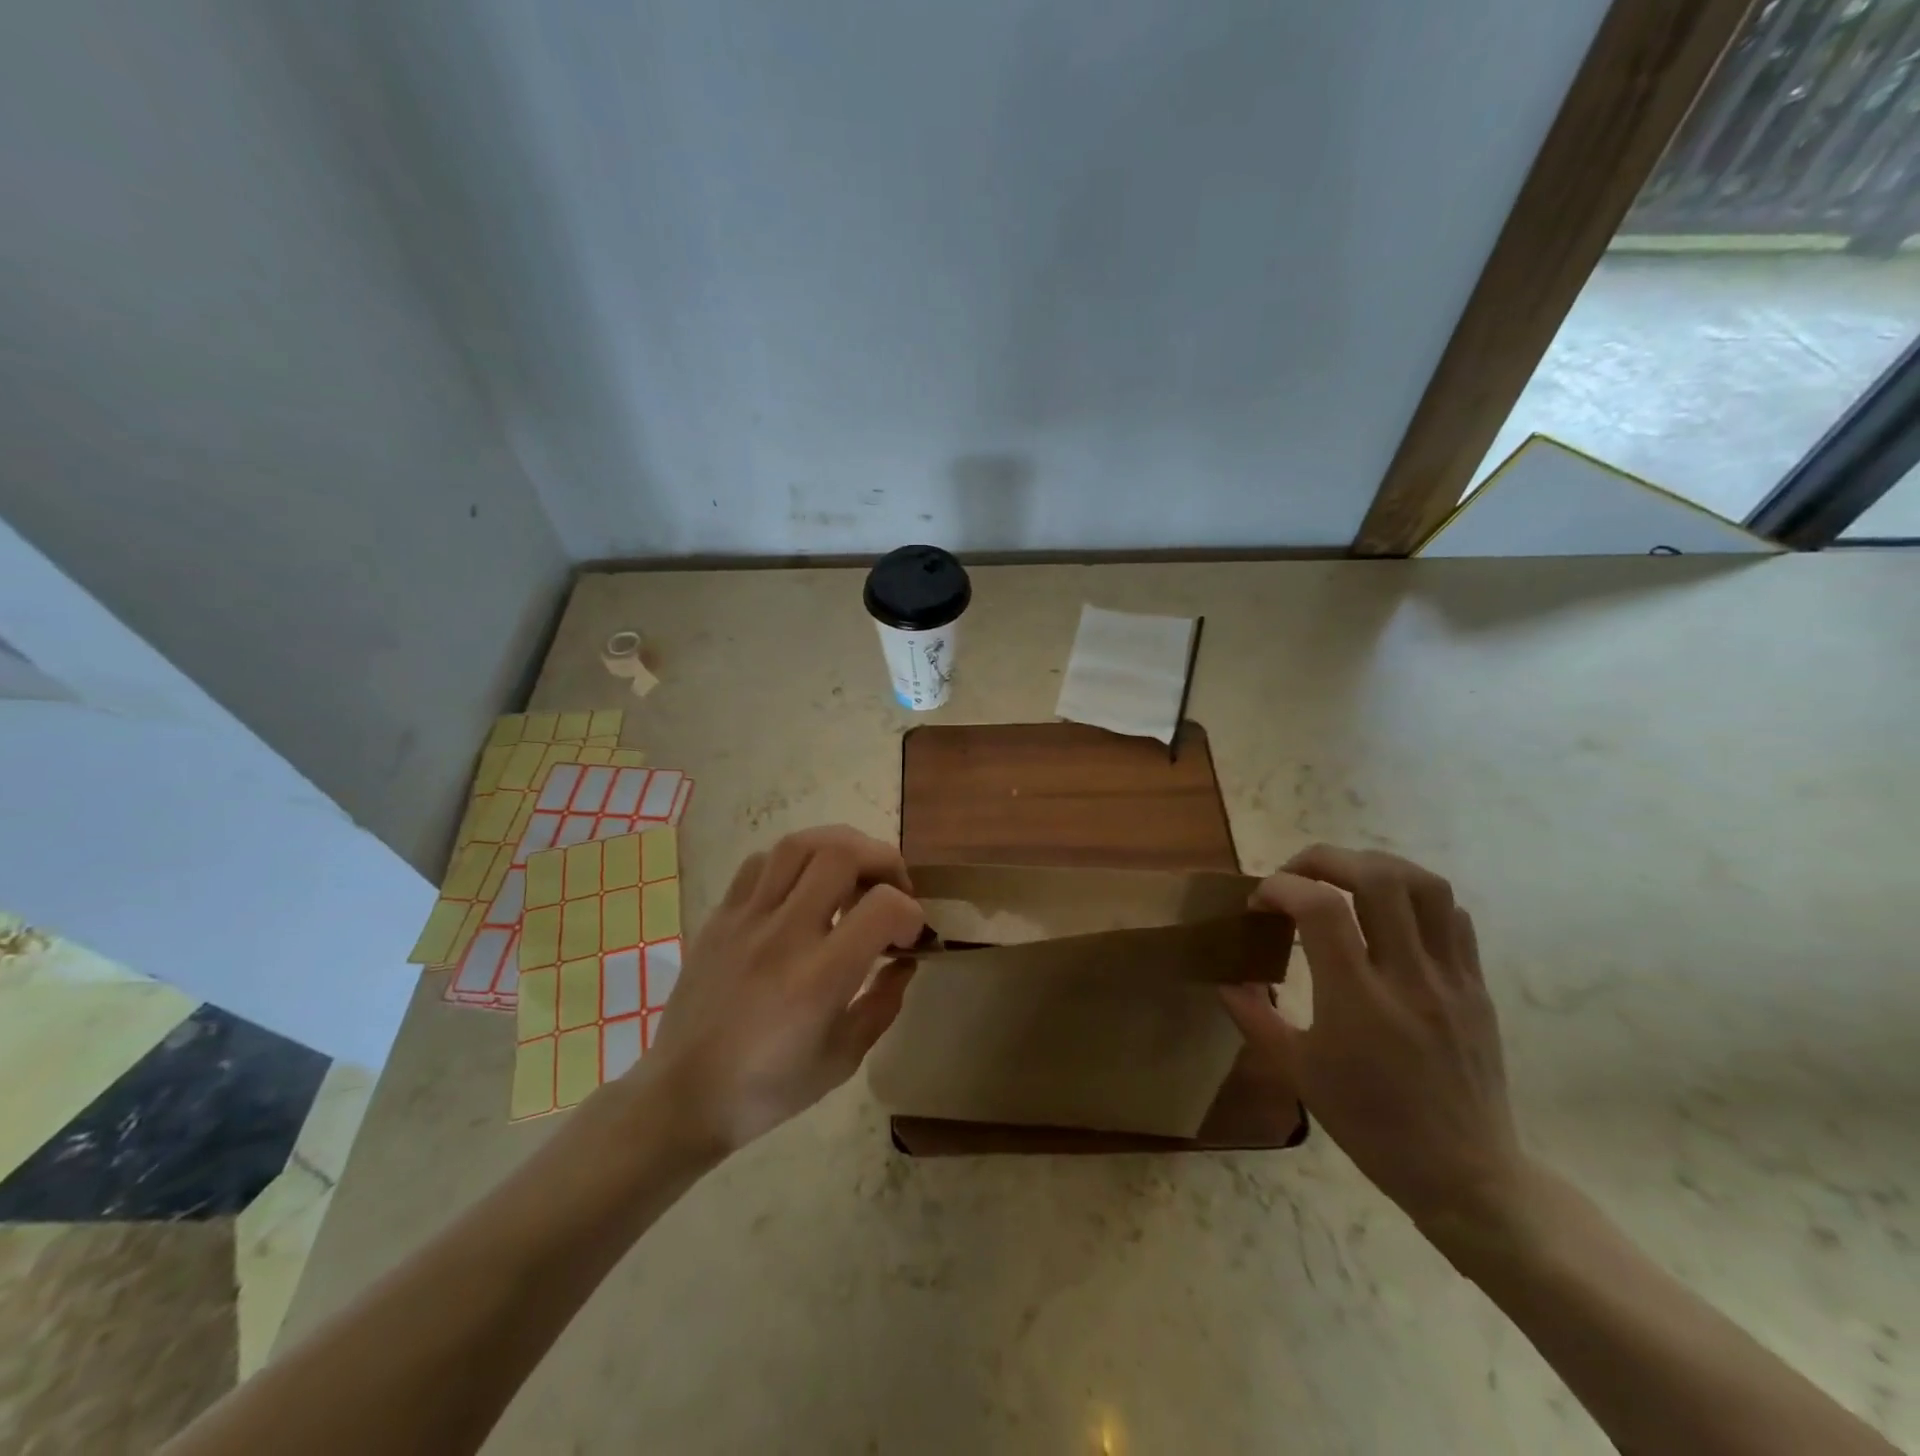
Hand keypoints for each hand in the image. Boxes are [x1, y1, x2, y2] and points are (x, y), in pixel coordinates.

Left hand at [638, 826, 924, 1156]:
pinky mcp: (720, 916)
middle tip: (892, 888)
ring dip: (839, 848)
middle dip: (883, 860)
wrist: (681, 1096)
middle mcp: (783, 935)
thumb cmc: (767, 1089)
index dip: (911, 913)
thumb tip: (904, 962)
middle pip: (841, 854)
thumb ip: (883, 1004)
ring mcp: (746, 919)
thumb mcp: (842, 1059)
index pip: (883, 908)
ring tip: (853, 874)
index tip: (910, 937)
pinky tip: (803, 886)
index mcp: (818, 978)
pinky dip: (794, 861)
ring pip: (799, 845)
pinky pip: (760, 863)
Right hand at [1220, 844, 1531, 1246]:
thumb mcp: (1298, 1073)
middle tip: (1296, 875)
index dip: (1280, 887)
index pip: (1319, 908)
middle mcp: (1408, 977)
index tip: (1258, 904)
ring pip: (1425, 886)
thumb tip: (1224, 978)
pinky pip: (1453, 918)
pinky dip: (1415, 899)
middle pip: (1376, 877)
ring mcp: (1451, 979)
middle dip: (1325, 859)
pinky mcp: (1476, 986)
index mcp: (1358, 1001)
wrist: (1466, 1175)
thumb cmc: (1371, 1125)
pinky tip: (1389, 916)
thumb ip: (1254, 1017)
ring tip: (1343, 879)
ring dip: (1375, 866)